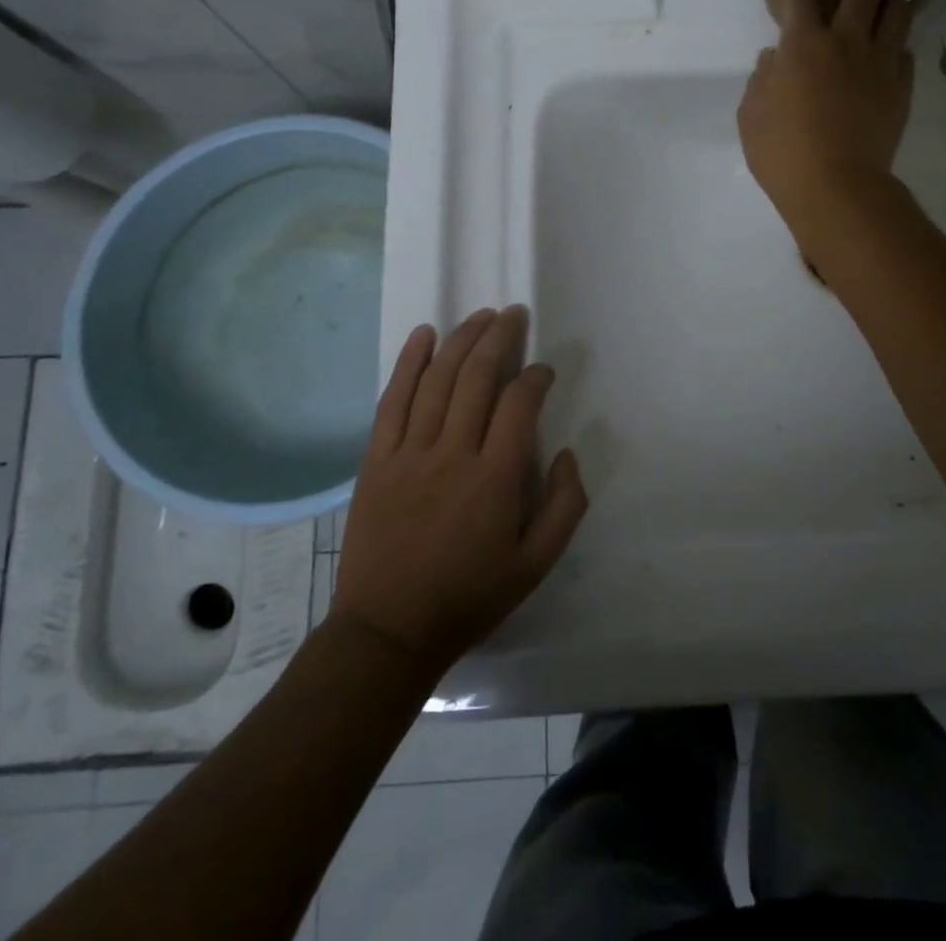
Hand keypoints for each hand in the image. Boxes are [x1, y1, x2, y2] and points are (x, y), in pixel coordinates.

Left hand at [333, 308, 586, 676]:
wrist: (388, 632)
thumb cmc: (468, 598)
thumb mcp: (535, 567)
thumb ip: (565, 507)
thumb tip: (568, 454)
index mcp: (495, 480)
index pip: (519, 405)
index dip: (535, 378)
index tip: (544, 371)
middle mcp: (452, 454)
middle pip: (477, 378)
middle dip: (499, 338)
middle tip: (514, 314)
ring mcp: (409, 454)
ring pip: (437, 380)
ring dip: (461, 340)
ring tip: (480, 316)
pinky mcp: (376, 460)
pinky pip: (392, 401)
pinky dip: (408, 364)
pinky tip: (423, 336)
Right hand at [738, 0, 916, 235]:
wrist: (837, 187)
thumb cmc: (782, 154)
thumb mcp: (751, 115)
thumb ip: (761, 78)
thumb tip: (775, 57)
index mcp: (802, 44)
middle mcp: (846, 41)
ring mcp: (880, 62)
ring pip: (898, 8)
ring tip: (877, 7)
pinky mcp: (902, 87)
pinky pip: (905, 51)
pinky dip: (894, 45)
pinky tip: (884, 55)